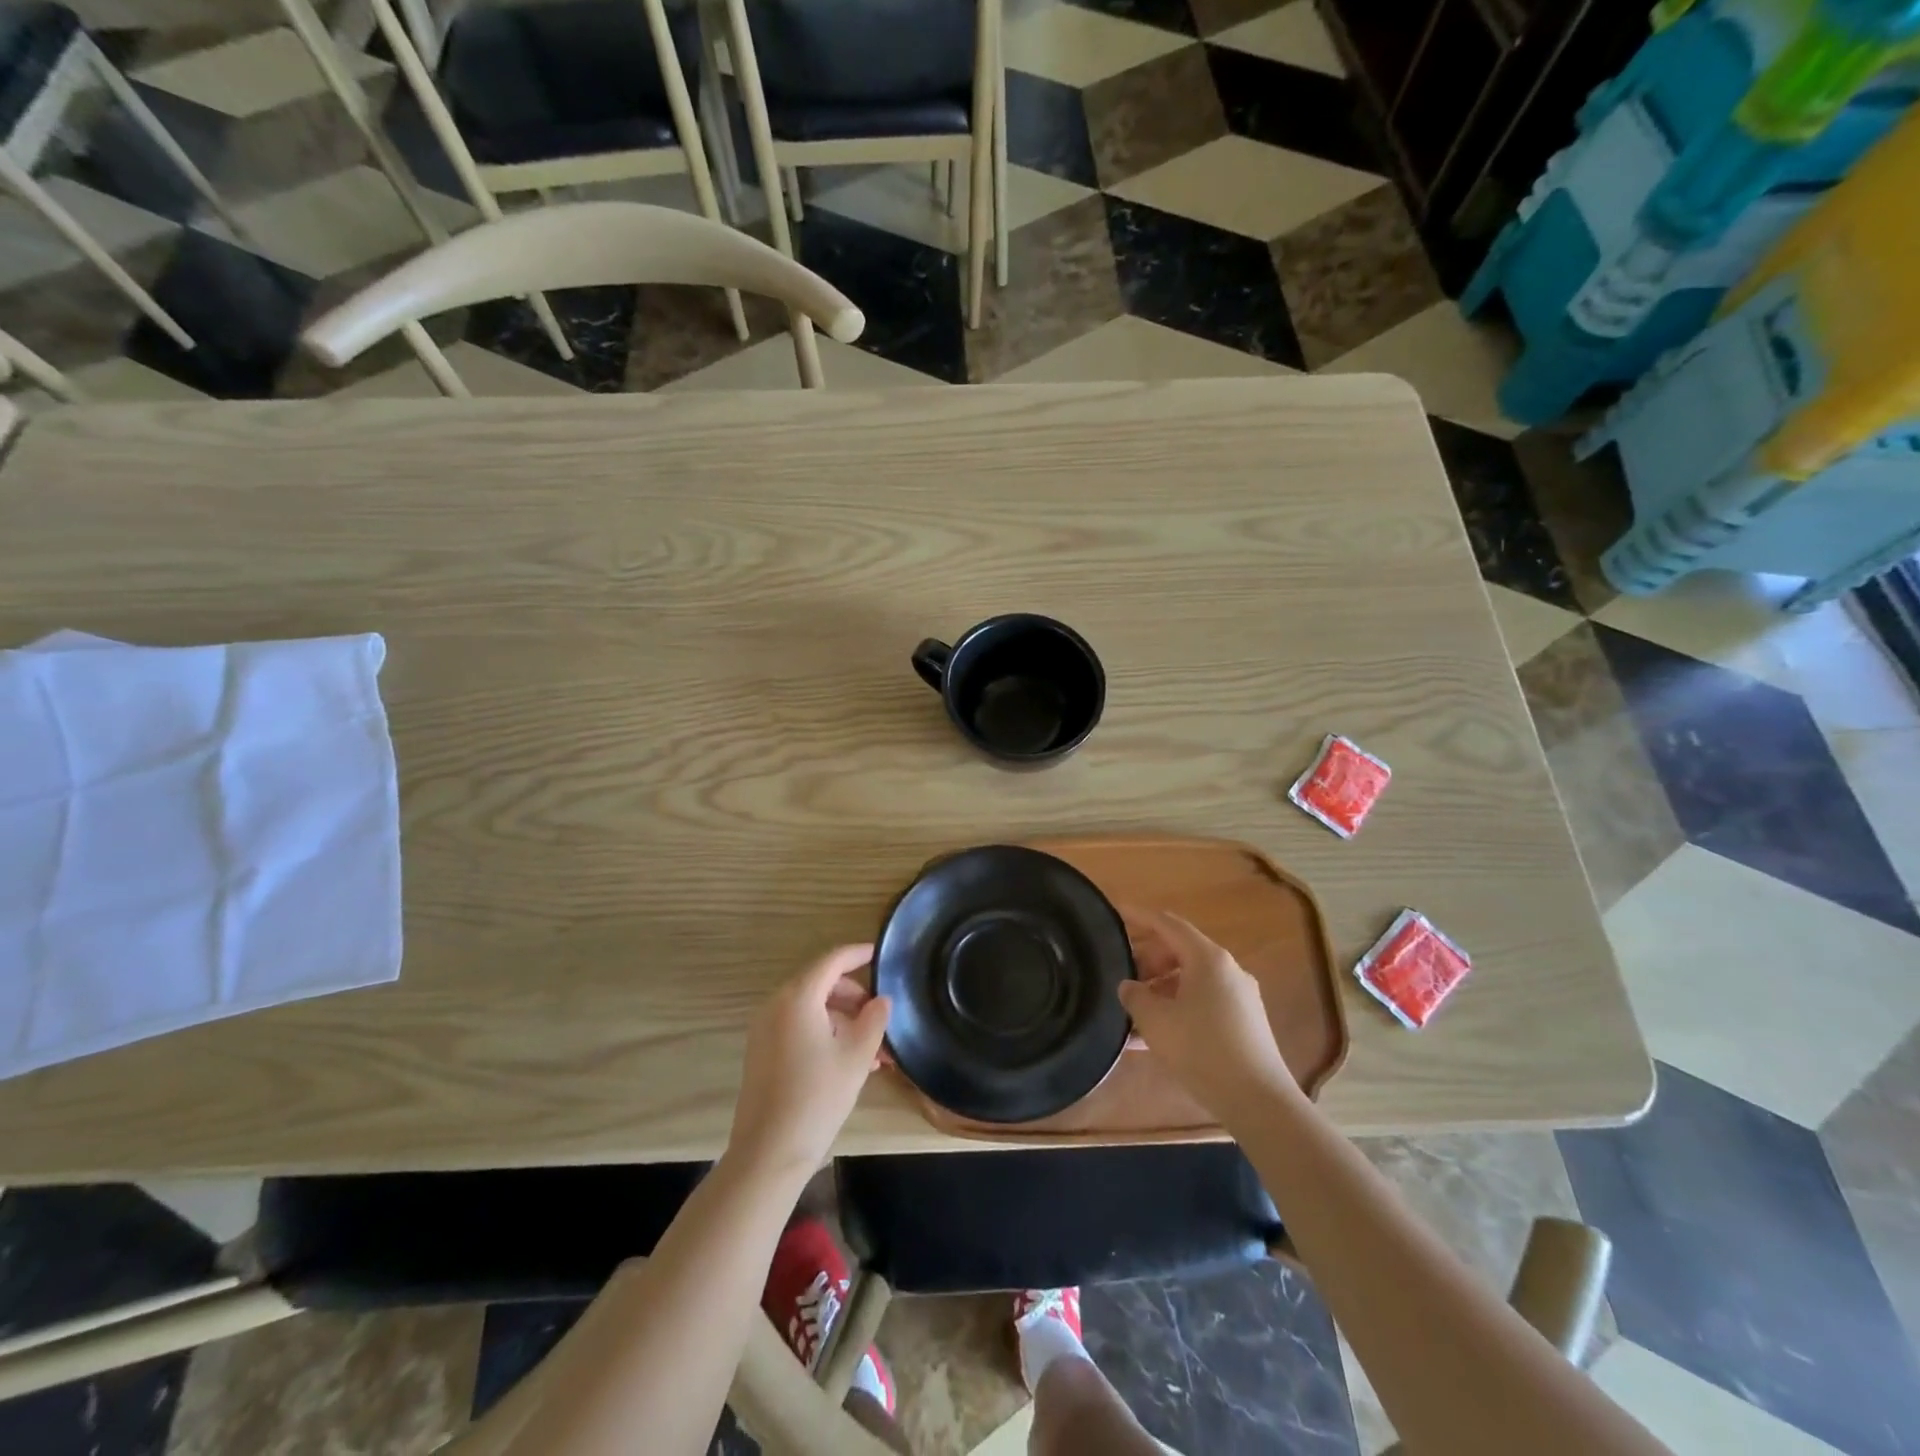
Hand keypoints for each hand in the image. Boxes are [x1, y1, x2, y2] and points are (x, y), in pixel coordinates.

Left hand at [728, 944, 890, 1181]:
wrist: (768, 1153)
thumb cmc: (817, 1097)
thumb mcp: (856, 1056)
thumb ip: (874, 1020)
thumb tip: (881, 1000)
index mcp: (797, 998)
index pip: (832, 960)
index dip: (858, 954)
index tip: (880, 953)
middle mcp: (776, 1005)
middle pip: (821, 983)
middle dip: (854, 995)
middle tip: (881, 1015)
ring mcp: (765, 1029)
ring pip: (811, 1008)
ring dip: (842, 1019)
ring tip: (873, 1049)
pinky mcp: (762, 1051)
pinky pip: (798, 1027)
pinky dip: (824, 1032)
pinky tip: (849, 1061)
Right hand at [1118, 908, 1299, 1125]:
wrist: (1258, 1100)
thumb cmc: (1202, 1050)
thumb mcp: (1156, 1021)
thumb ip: (1135, 996)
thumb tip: (1129, 986)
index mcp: (1208, 959)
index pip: (1168, 924)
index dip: (1140, 916)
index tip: (1116, 911)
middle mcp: (1228, 970)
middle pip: (1181, 950)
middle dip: (1148, 959)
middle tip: (1123, 974)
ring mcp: (1240, 996)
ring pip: (1191, 979)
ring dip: (1161, 987)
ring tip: (1135, 1010)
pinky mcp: (1244, 1022)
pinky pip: (1203, 1001)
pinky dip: (1178, 1006)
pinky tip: (1157, 1035)